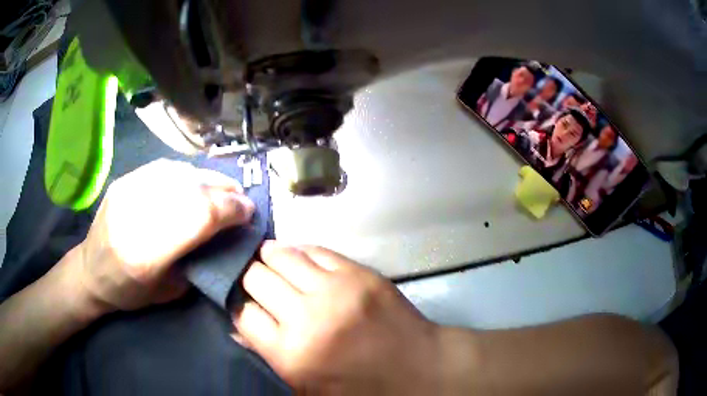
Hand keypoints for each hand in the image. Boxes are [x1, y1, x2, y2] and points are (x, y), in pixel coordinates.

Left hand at [77, 159, 254, 311]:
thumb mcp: (169, 292)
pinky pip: (164, 169)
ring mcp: (128, 192)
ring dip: (209, 179)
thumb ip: (197, 262)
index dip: (229, 211)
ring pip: (179, 174)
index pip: (198, 218)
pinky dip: (188, 173)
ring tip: (224, 187)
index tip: (248, 213)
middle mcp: (136, 215)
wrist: (90, 271)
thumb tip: (225, 236)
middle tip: (242, 199)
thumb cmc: (129, 291)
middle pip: (191, 191)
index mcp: (147, 253)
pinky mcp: (125, 181)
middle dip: (224, 192)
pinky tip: (197, 181)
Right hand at [233, 242, 442, 393]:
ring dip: (269, 257)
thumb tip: (238, 327)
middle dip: (248, 278)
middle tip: (253, 281)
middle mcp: (308, 316)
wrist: (419, 370)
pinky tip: (297, 257)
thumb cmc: (361, 390)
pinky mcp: (360, 272)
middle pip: (256, 278)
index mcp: (291, 354)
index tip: (242, 304)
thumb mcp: (308, 389)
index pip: (243, 315)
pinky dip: (300, 252)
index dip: (238, 307)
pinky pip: (316, 250)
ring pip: (282, 255)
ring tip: (266, 259)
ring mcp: (337, 289)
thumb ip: (269, 357)